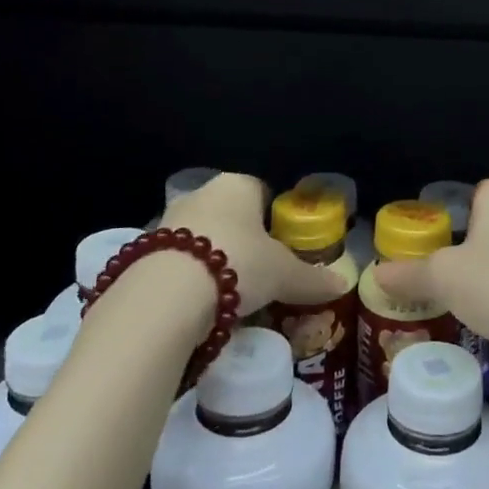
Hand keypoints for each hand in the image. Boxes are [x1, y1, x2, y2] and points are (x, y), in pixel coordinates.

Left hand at [161, 172, 344, 323]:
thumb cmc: (238, 264)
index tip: (284, 245)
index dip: (275, 217)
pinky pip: (179, 261)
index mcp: (237, 184)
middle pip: (230, 215)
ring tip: (233, 293)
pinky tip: (203, 303)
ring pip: (203, 237)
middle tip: (262, 272)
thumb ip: (312, 278)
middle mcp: (201, 194)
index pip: (262, 190)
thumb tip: (343, 284)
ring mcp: (168, 221)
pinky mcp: (144, 252)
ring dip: (215, 259)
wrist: (167, 295)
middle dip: (245, 240)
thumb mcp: (284, 275)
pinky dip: (192, 278)